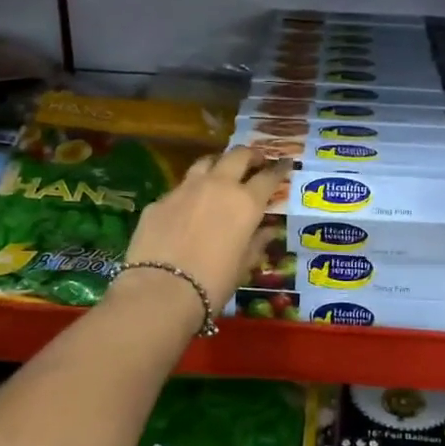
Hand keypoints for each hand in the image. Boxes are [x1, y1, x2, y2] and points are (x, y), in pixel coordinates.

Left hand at [118, 147, 287, 314]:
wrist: (161, 290)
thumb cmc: (213, 283)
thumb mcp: (243, 266)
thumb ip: (257, 243)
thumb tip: (268, 230)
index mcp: (246, 203)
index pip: (269, 177)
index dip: (279, 169)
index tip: (284, 164)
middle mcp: (218, 186)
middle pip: (238, 156)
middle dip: (250, 155)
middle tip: (255, 161)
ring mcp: (185, 189)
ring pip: (206, 162)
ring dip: (218, 164)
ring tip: (221, 173)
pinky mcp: (160, 200)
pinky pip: (180, 188)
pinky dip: (191, 192)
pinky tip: (188, 207)